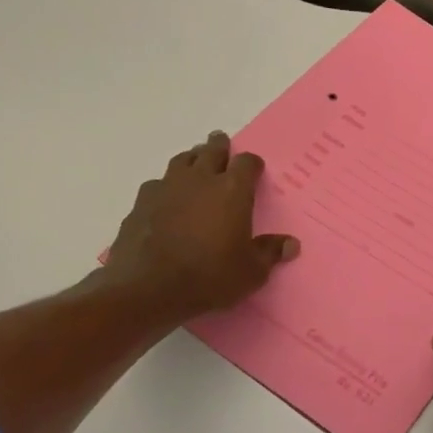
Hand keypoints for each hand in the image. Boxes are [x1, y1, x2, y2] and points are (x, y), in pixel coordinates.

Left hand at [104, 132, 299, 320]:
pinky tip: (166, 199)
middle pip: (211, 150)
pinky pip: (157, 184)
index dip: (252, 164)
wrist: (149, 289)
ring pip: (182, 161)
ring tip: (195, 164)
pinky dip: (165, 186)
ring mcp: (166, 188)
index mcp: (232, 191)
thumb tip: (292, 244)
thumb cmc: (210, 277)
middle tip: (221, 143)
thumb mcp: (251, 272)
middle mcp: (200, 180)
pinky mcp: (140, 204)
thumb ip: (270, 253)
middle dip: (219, 146)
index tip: (255, 169)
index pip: (246, 162)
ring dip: (192, 160)